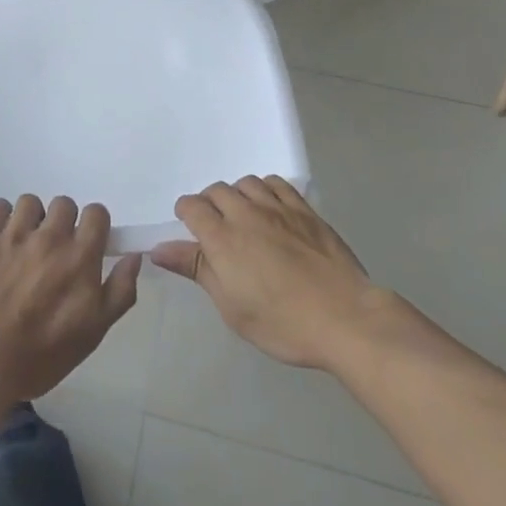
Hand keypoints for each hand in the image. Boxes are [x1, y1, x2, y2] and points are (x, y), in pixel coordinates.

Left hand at [0, 195, 141, 402]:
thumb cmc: (44, 353)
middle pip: (64, 204)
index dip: (93, 225)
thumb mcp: (94, 331)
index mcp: (80, 256)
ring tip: (24, 244)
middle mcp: (51, 236)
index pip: (96, 213)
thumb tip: (134, 257)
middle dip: (62, 222)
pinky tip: (1, 237)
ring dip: (31, 219)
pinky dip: (1, 217)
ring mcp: (16, 233)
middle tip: (53, 250)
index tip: (85, 243)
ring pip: (30, 203)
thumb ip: (120, 290)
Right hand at [150, 177, 386, 370]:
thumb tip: (160, 249)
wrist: (345, 318)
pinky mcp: (304, 209)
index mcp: (222, 238)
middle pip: (216, 190)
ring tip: (243, 217)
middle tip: (217, 231)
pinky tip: (270, 208)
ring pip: (245, 182)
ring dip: (237, 195)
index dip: (185, 215)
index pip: (191, 206)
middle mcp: (246, 213)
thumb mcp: (232, 308)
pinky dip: (265, 189)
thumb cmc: (283, 323)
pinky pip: (276, 183)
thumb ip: (197, 270)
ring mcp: (277, 207)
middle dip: (209, 204)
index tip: (190, 233)